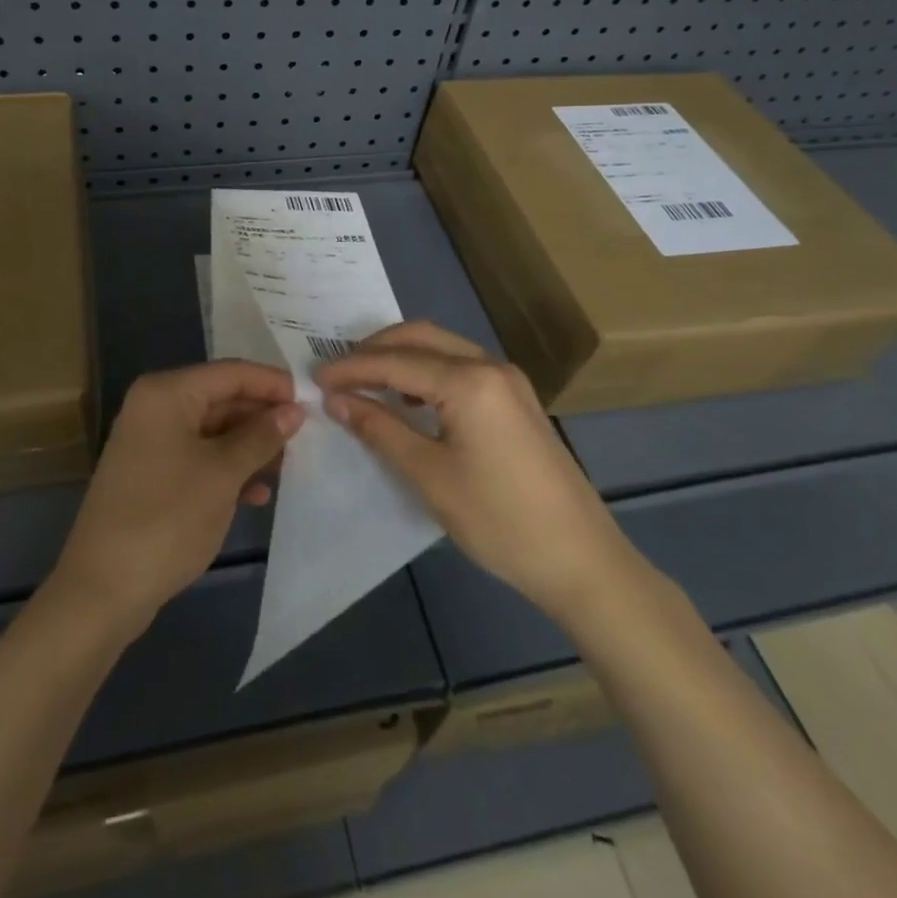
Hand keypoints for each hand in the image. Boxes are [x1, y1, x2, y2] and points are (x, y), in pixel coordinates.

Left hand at [52, 360, 302, 631]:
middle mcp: (156, 407)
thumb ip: (261, 437)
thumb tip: (293, 411)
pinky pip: (200, 458)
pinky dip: (229, 470)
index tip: (312, 400)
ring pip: (214, 432)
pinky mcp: (153, 475)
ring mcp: (152, 442)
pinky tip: (258, 494)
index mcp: (167, 393)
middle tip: (306, 437)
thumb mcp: (223, 474)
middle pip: (222, 400)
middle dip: (263, 418)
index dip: (273, 384)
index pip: (231, 373)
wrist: (103, 590)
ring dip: (250, 448)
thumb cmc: (167, 519)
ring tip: (288, 468)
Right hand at [316, 321, 636, 623]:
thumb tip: (336, 400)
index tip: (314, 379)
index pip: (395, 362)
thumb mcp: (429, 475)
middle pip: (421, 337)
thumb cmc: (498, 520)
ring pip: (443, 348)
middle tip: (339, 373)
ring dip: (402, 358)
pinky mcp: (517, 399)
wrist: (582, 560)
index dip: (352, 369)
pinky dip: (428, 372)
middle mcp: (490, 366)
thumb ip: (380, 429)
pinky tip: (412, 401)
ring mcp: (508, 380)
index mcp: (468, 381)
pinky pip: (462, 367)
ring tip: (367, 384)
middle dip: (375, 349)